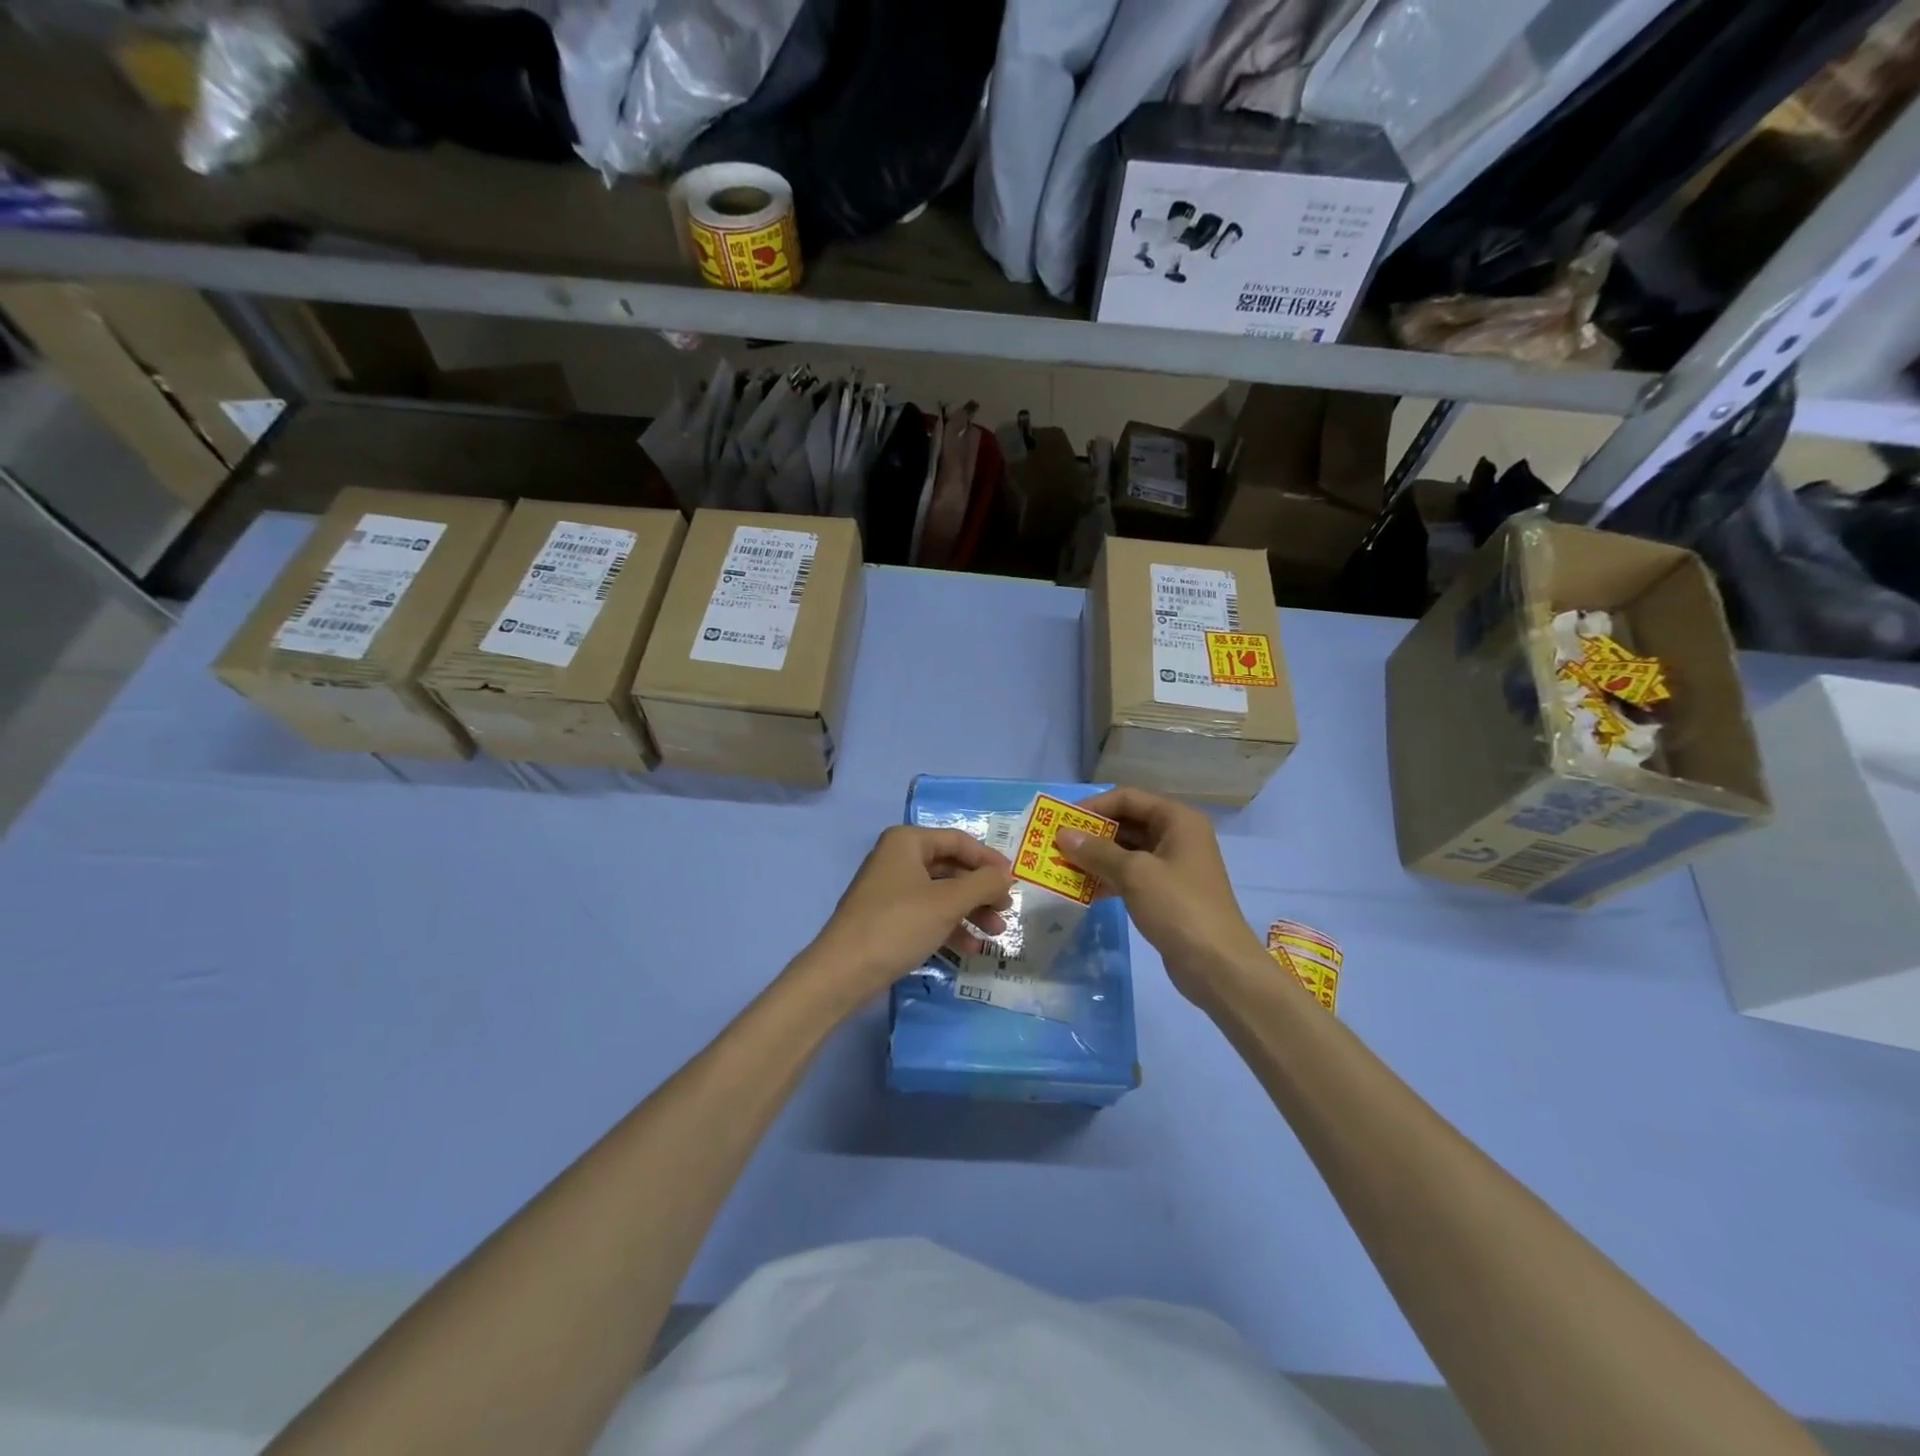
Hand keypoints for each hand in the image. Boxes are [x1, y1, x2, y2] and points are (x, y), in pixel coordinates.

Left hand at [802, 826, 1013, 1003]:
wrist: (844, 972)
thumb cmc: (898, 925)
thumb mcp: (947, 902)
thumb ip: (983, 884)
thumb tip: (1007, 875)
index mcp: (907, 842)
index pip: (958, 841)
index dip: (989, 860)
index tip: (1014, 881)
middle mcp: (898, 859)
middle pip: (951, 868)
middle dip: (981, 890)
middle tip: (1006, 910)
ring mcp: (892, 890)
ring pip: (942, 894)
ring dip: (971, 912)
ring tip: (996, 934)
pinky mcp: (889, 918)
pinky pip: (928, 914)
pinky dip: (950, 927)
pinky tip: (972, 948)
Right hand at [1056, 787, 1261, 1003]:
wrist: (1218, 965)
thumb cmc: (1178, 907)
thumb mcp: (1134, 874)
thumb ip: (1097, 851)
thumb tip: (1063, 835)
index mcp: (1177, 820)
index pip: (1128, 798)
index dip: (1094, 806)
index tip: (1062, 821)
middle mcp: (1177, 836)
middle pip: (1127, 823)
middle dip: (1092, 834)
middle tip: (1057, 845)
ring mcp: (1173, 866)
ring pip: (1127, 852)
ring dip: (1096, 858)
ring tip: (1063, 867)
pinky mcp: (1167, 893)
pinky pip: (1132, 876)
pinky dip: (1108, 879)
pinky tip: (1083, 891)